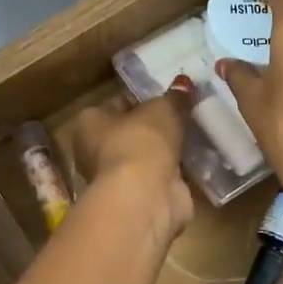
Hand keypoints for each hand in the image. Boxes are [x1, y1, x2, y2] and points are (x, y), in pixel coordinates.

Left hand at [69, 90, 194, 240]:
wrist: (145, 196)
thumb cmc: (140, 141)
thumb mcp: (162, 109)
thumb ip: (174, 98)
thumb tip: (184, 85)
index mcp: (88, 123)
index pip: (114, 105)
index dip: (139, 99)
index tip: (164, 96)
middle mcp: (95, 152)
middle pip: (129, 133)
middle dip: (153, 128)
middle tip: (183, 115)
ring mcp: (116, 179)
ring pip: (145, 157)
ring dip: (165, 152)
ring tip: (193, 136)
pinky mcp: (138, 198)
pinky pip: (159, 178)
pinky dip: (173, 173)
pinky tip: (194, 162)